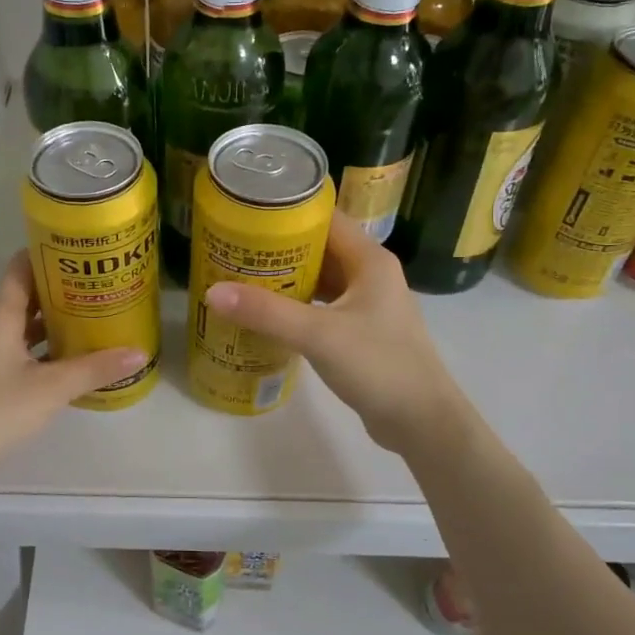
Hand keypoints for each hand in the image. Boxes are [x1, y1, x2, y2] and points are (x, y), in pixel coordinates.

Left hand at [0, 252, 147, 479]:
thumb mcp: (52, 388)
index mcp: (0, 316)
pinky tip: (71, 359)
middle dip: (61, 290)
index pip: (21, 268)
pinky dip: (44, 349)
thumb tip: (139, 353)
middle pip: (27, 296)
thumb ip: (95, 369)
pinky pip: (21, 351)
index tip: (81, 250)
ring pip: (24, 326)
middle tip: (99, 285)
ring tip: (92, 317)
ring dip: (54, 321)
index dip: (47, 253)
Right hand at [201, 211, 466, 453]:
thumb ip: (266, 312)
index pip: (325, 218)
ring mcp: (367, 304)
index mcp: (369, 260)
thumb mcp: (318, 335)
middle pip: (320, 247)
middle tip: (234, 247)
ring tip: (242, 276)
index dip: (288, 212)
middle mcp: (370, 274)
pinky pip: (322, 306)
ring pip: (320, 278)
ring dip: (286, 277)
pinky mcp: (361, 331)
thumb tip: (212, 292)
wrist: (422, 422)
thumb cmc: (378, 366)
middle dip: (279, 247)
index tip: (247, 213)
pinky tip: (267, 313)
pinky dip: (296, 305)